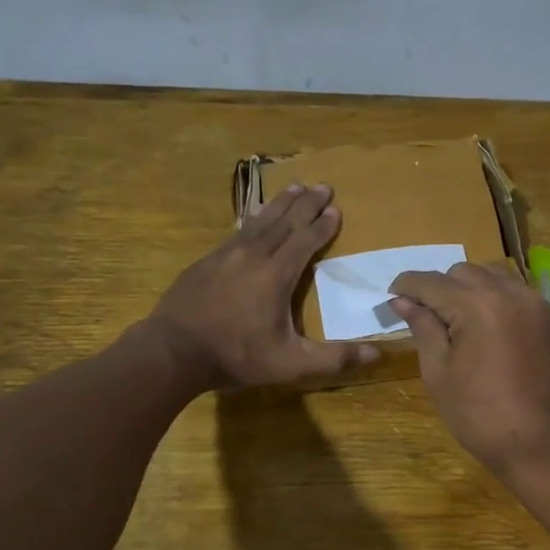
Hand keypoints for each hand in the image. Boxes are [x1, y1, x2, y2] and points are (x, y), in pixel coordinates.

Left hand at [149, 183, 378, 389]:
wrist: (172, 351)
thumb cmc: (236, 356)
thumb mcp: (290, 364)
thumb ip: (333, 358)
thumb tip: (377, 355)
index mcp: (276, 275)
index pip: (305, 241)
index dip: (323, 225)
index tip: (336, 209)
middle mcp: (253, 256)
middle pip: (285, 222)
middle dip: (306, 204)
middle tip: (323, 185)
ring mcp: (225, 256)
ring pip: (259, 221)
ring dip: (280, 204)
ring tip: (294, 187)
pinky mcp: (206, 262)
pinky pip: (237, 232)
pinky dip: (252, 219)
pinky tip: (253, 216)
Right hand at [388, 262, 549, 480]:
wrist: (540, 446)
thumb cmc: (479, 415)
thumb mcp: (439, 372)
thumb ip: (422, 327)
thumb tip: (402, 301)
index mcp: (477, 305)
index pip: (432, 282)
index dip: (407, 285)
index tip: (393, 294)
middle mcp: (512, 294)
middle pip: (466, 272)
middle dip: (442, 287)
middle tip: (429, 315)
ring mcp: (540, 307)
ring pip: (499, 278)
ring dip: (475, 289)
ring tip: (463, 319)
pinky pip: (524, 299)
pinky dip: (503, 305)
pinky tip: (496, 334)